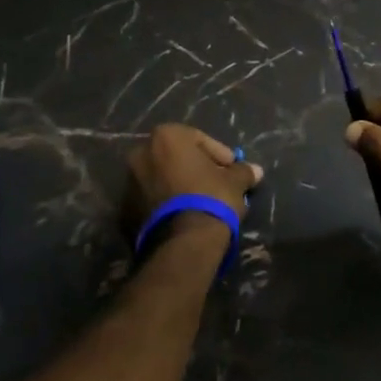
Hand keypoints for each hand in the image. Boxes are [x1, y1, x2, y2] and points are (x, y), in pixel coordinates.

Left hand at [127, 124, 262, 239]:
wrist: (182, 243)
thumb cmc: (211, 198)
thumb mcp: (235, 182)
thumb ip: (243, 171)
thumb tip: (256, 170)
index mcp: (166, 137)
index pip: (199, 139)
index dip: (219, 155)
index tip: (232, 170)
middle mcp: (141, 154)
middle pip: (176, 157)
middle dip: (196, 169)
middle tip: (216, 185)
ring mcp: (128, 183)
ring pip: (161, 178)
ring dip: (179, 186)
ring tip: (200, 204)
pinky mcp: (124, 211)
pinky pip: (151, 200)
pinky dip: (165, 204)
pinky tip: (184, 217)